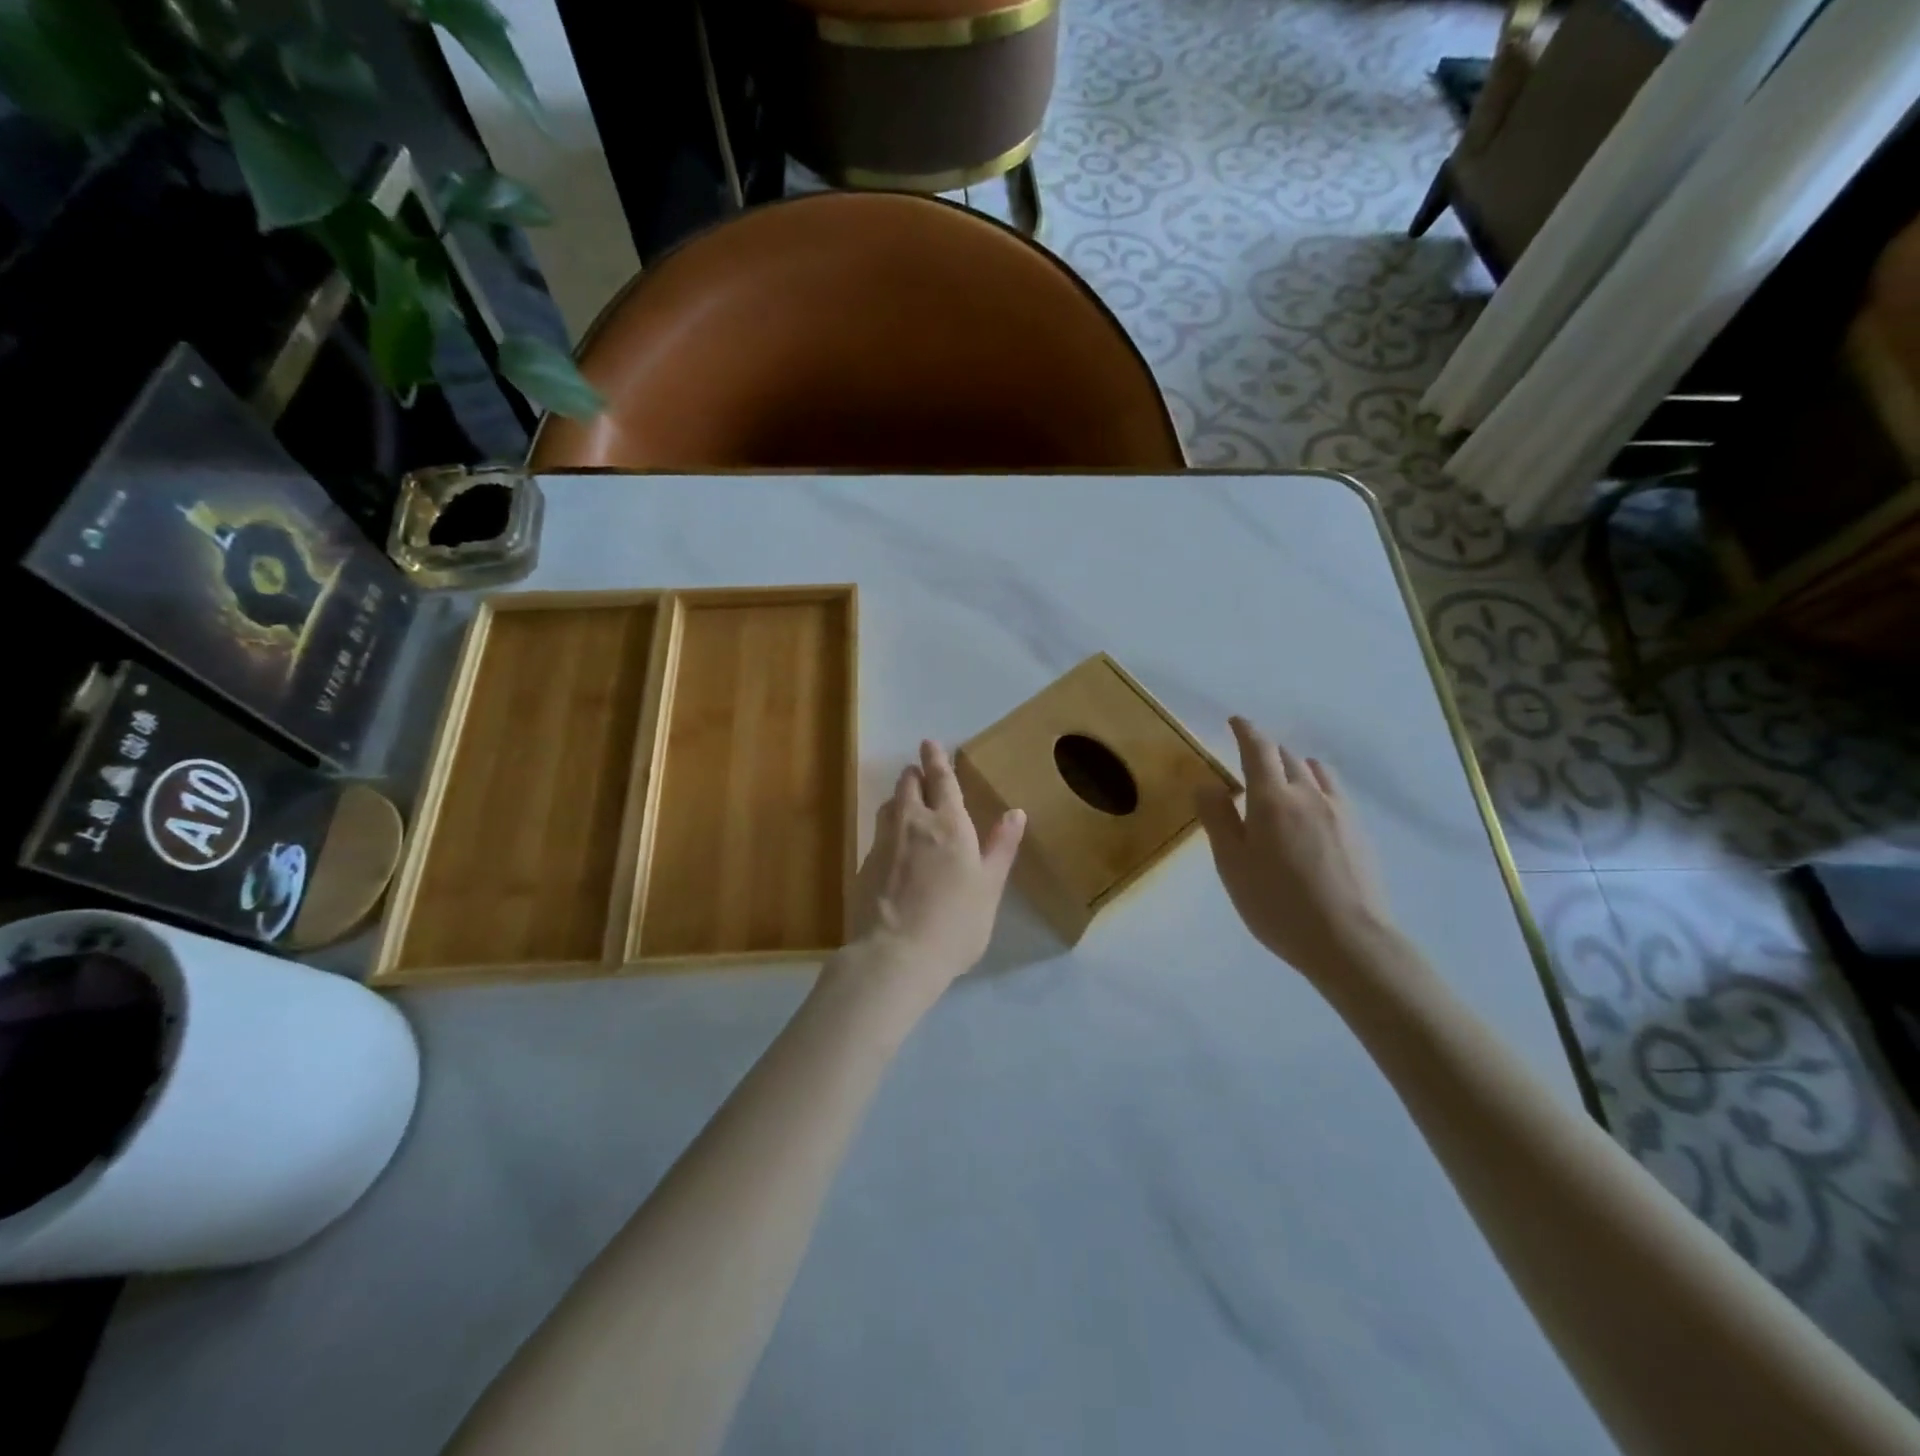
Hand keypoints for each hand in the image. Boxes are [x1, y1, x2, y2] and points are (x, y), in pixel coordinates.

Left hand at [835, 740, 1025, 1013]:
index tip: (929, 743)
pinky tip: (893, 846)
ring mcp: (884, 843)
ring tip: (906, 802)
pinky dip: (888, 828)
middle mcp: (913, 824)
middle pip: (909, 786)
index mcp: (949, 824)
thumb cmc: (955, 923)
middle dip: (915, 774)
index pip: (942, 781)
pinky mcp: (865, 865)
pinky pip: (878, 833)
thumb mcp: (989, 887)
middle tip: (918, 771)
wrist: (895, 956)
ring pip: (889, 806)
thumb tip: (1016, 813)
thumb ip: (1001, 848)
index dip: (936, 760)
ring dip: (899, 798)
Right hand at [1196, 717, 1393, 983]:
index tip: (1235, 721)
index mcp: (1271, 799)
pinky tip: (1313, 806)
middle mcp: (1308, 794)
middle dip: (1266, 749)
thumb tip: (1207, 784)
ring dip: (1294, 765)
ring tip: (1282, 779)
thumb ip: (1218, 819)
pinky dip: (1316, 784)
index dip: (1246, 731)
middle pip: (1287, 756)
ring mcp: (1339, 811)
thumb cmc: (1277, 904)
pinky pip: (1334, 791)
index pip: (1258, 749)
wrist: (1349, 941)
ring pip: (1314, 771)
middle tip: (1250, 758)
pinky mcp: (1359, 831)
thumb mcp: (1232, 865)